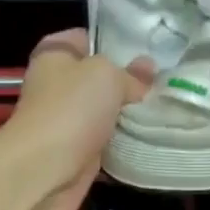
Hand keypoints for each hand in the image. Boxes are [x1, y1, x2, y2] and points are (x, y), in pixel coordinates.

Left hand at [0, 28, 151, 209]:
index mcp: (55, 55)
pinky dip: (125, 144)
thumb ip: (130, 73)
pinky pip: (107, 143)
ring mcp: (67, 122)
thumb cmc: (71, 110)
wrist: (44, 171)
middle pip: (99, 79)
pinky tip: (152, 140)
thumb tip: (148, 70)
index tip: (148, 52)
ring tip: (165, 111)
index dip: (116, 42)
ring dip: (129, 116)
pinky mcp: (77, 153)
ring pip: (106, 113)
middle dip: (129, 83)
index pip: (87, 38)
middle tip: (164, 85)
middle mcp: (58, 86)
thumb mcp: (107, 75)